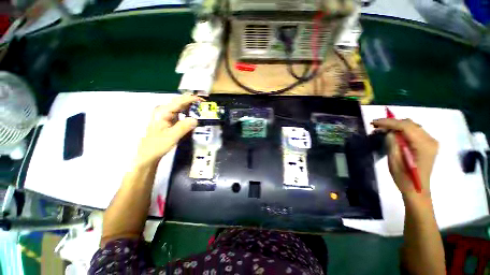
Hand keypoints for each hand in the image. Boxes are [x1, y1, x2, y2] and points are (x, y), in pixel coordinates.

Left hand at [134, 95, 201, 167]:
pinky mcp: (169, 119)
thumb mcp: (172, 136)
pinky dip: (188, 112)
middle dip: (191, 101)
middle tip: (203, 103)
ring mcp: (166, 115)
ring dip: (190, 106)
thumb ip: (183, 127)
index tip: (202, 100)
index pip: (178, 101)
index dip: (191, 99)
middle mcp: (164, 110)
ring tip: (201, 107)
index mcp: (163, 112)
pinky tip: (193, 114)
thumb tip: (196, 119)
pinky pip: (180, 113)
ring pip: (180, 107)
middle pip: (179, 102)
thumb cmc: (158, 145)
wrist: (149, 154)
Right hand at [372, 118, 438, 196]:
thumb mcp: (394, 161)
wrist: (417, 189)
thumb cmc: (404, 178)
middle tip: (376, 126)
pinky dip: (402, 130)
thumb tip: (389, 132)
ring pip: (412, 126)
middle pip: (409, 124)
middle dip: (391, 122)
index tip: (373, 122)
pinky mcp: (428, 144)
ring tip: (382, 129)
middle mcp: (430, 140)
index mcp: (423, 145)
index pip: (405, 126)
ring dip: (396, 125)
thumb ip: (392, 143)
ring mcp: (431, 142)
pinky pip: (414, 131)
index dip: (388, 122)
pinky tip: (393, 133)